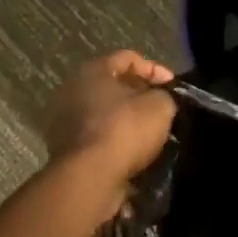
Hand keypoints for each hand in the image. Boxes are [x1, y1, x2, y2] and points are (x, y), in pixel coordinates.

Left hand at [41, 51, 176, 204]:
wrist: (89, 178)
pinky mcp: (65, 150)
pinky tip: (135, 153)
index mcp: (92, 70)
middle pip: (113, 86)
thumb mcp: (160, 106)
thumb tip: (162, 100)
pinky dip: (116, 142)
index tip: (173, 87)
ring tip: (151, 133)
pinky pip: (98, 137)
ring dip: (127, 121)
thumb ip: (165, 96)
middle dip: (140, 95)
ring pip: (104, 113)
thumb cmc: (124, 130)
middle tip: (162, 108)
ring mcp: (64, 121)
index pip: (128, 58)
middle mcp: (72, 90)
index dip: (155, 69)